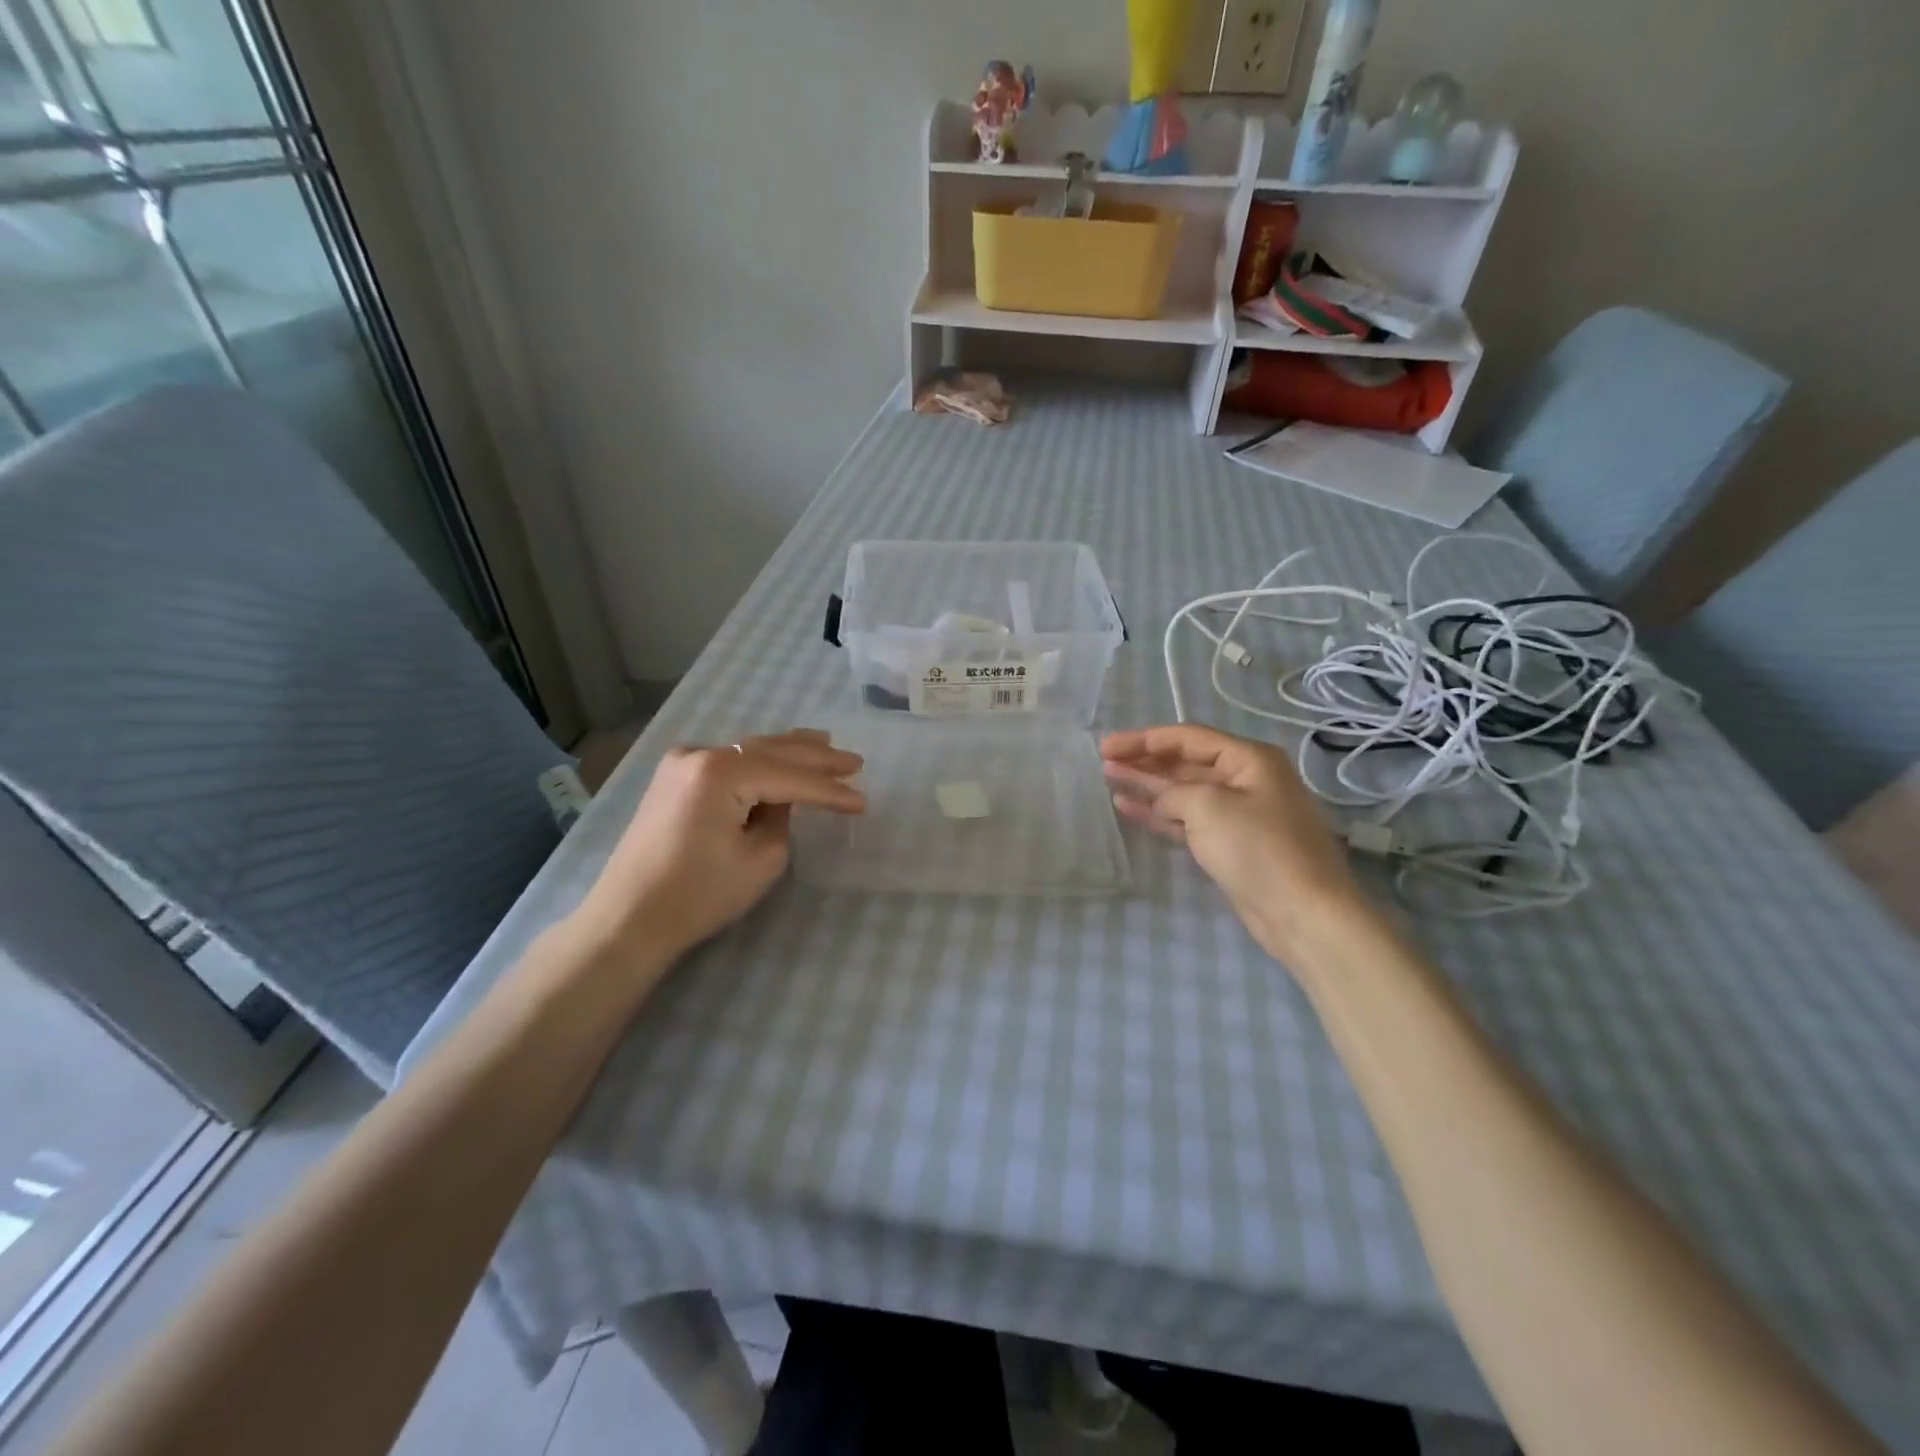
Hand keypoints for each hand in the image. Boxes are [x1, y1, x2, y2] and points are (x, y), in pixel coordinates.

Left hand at [576, 729, 864, 963]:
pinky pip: (728, 761)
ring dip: (789, 750)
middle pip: (771, 750)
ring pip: (749, 750)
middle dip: (815, 757)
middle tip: (854, 761)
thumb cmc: (698, 895)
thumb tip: (779, 801)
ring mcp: (682, 763)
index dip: (830, 791)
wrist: (628, 919)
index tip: (863, 802)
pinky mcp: (673, 778)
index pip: (790, 777)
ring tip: (826, 743)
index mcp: (720, 772)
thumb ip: (781, 820)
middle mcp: (700, 754)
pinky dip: (759, 760)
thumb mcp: (760, 859)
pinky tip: (781, 757)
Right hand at [1102, 724, 1371, 969]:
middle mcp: (1245, 779)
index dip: (1144, 739)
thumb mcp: (1209, 807)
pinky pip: (1187, 819)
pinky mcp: (1230, 844)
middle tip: (1103, 761)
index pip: (1187, 738)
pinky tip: (1130, 808)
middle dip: (1144, 760)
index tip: (1106, 746)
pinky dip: (1160, 813)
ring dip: (1147, 785)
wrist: (1303, 914)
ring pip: (1183, 791)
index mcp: (1249, 759)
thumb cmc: (1259, 849)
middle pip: (1185, 762)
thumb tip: (1161, 800)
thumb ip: (1174, 793)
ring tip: (1109, 779)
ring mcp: (1238, 813)